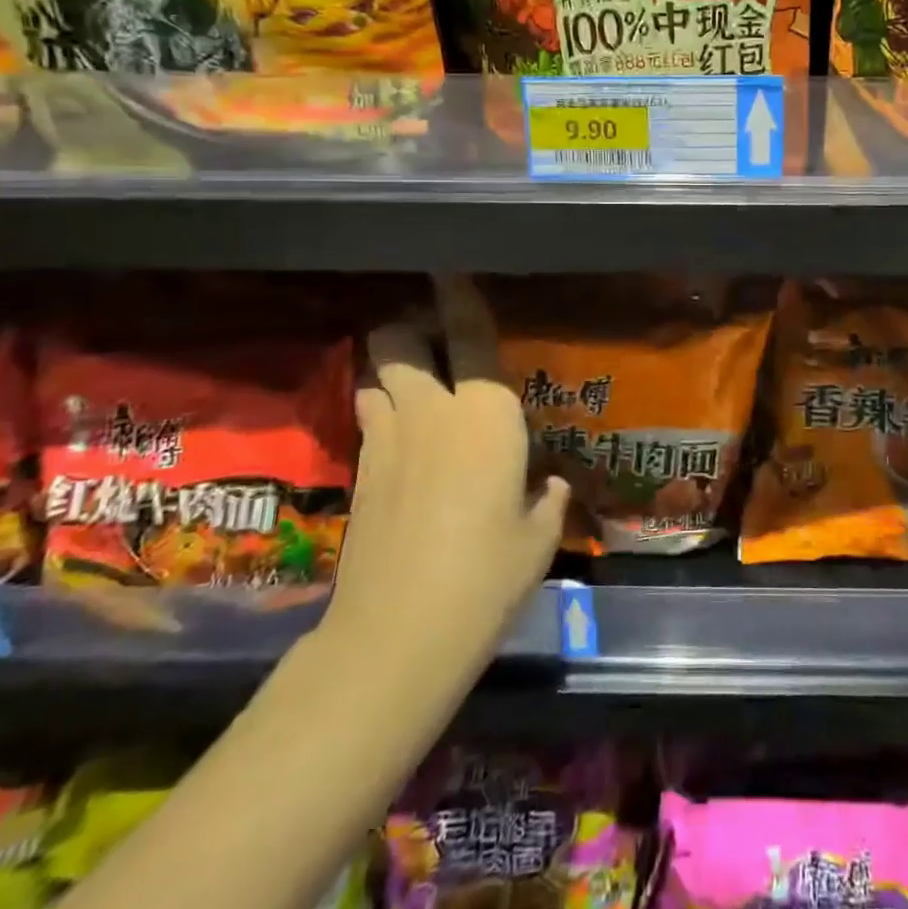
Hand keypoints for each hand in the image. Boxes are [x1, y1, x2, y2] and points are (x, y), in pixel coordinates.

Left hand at [321, 277, 568, 661]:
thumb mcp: (538, 537)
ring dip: (392, 367)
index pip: (471, 335)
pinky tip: (406, 440)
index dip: (460, 296)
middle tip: (436, 342)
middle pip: (399, 338)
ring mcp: (386, 439)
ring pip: (375, 373)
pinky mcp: (360, 472)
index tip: (451, 270)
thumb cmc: (486, 578)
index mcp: (485, 414)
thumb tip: (547, 485)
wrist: (395, 638)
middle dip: (411, 326)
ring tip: (418, 385)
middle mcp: (431, 410)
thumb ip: (547, 498)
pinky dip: (383, 412)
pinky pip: (369, 417)